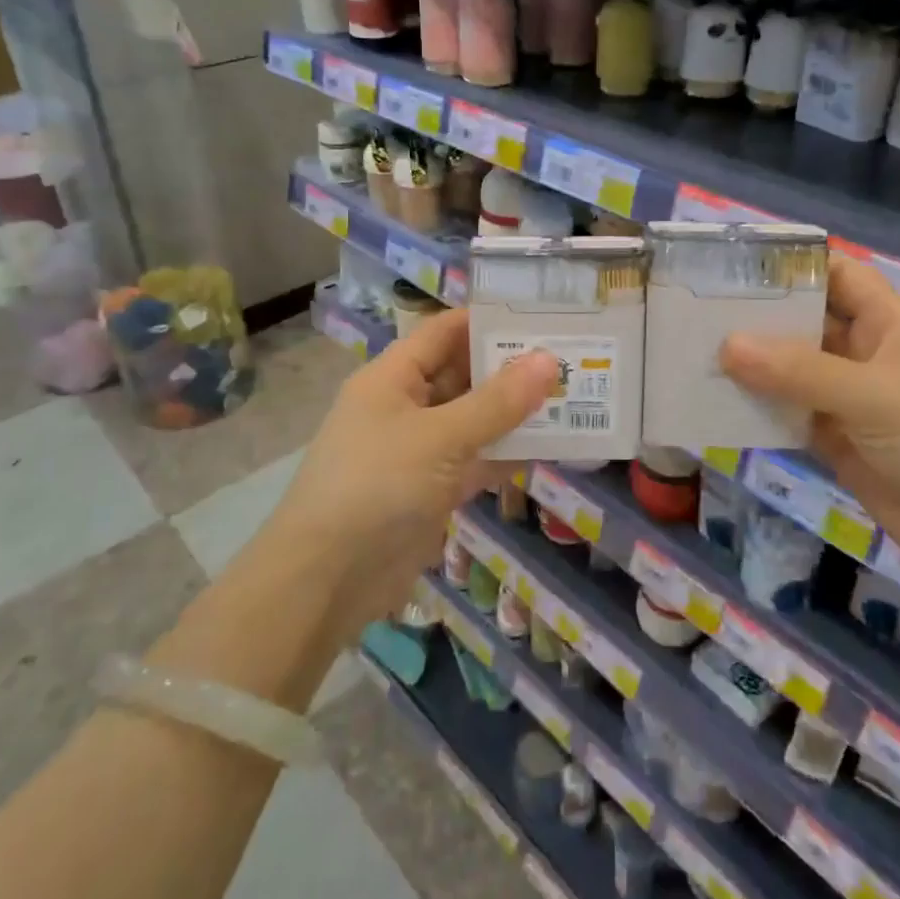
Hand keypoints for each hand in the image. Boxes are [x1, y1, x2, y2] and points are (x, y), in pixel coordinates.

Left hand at [262, 309, 556, 638]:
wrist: (326, 581)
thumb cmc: (377, 486)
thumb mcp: (440, 437)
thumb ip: (497, 401)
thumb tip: (548, 360)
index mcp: (393, 377)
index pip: (445, 331)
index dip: (489, 321)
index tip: (542, 317)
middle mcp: (406, 406)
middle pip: (464, 375)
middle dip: (512, 369)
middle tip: (571, 359)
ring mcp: (419, 451)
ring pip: (475, 420)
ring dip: (516, 413)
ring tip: (572, 397)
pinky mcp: (432, 490)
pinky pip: (476, 461)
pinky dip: (507, 455)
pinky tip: (552, 447)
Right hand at [719, 257, 899, 584]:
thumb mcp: (871, 394)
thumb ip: (799, 370)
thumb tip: (727, 345)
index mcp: (886, 323)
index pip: (839, 275)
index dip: (797, 264)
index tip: (740, 263)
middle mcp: (863, 352)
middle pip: (806, 320)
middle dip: (760, 315)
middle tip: (699, 308)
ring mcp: (846, 396)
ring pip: (791, 368)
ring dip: (752, 363)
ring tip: (695, 350)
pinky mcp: (832, 435)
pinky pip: (787, 410)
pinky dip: (757, 406)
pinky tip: (716, 400)